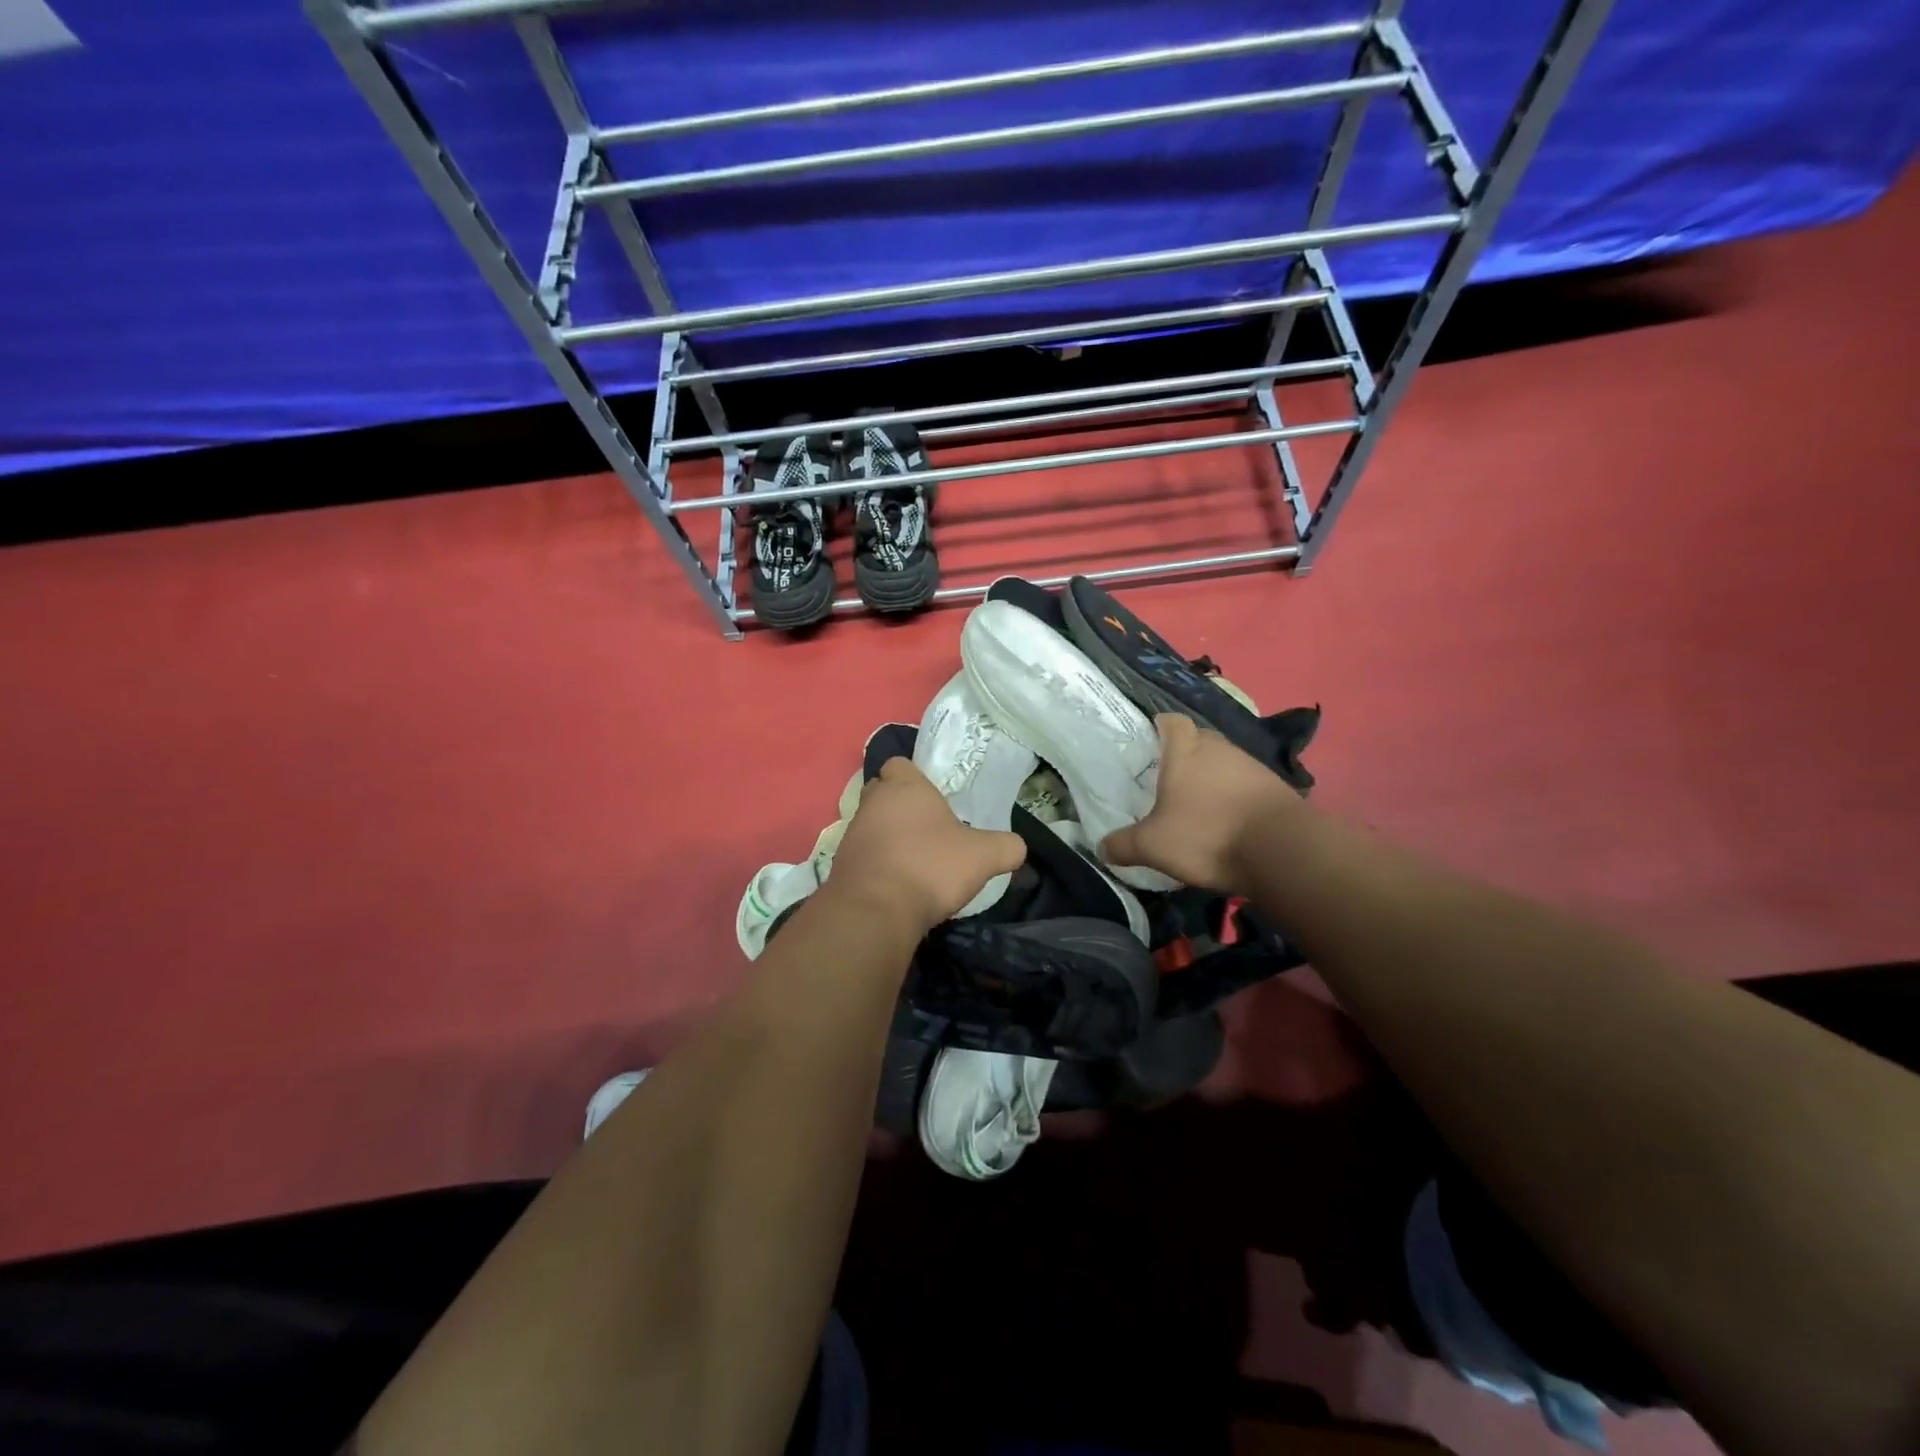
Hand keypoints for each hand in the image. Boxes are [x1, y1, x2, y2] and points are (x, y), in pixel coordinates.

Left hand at [828, 758, 1026, 932]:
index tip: (933, 798)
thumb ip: (1006, 847)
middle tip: (927, 827)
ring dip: (888, 836)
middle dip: (900, 805)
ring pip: (871, 824)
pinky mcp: (840, 864)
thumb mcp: (983, 856)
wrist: (875, 910)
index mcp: (904, 787)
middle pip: (883, 792)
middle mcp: (872, 802)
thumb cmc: (930, 866)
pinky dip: (877, 863)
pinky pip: (862, 854)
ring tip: (915, 860)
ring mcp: (852, 833)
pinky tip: (897, 884)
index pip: (900, 764)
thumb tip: (1017, 847)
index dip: (915, 777)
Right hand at [1102, 714, 1301, 891]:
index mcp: (1186, 750)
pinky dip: (1234, 795)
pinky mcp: (1276, 787)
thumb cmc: (1207, 835)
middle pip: (1198, 739)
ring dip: (1211, 776)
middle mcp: (1220, 748)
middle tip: (1166, 777)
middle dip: (1184, 754)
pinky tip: (1226, 819)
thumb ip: (1123, 845)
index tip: (1149, 740)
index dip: (1159, 726)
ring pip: (1224, 761)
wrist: (1282, 851)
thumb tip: (1100, 849)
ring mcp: (1252, 765)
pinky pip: (1246, 783)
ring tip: (1196, 802)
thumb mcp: (1153, 846)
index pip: (1171, 721)